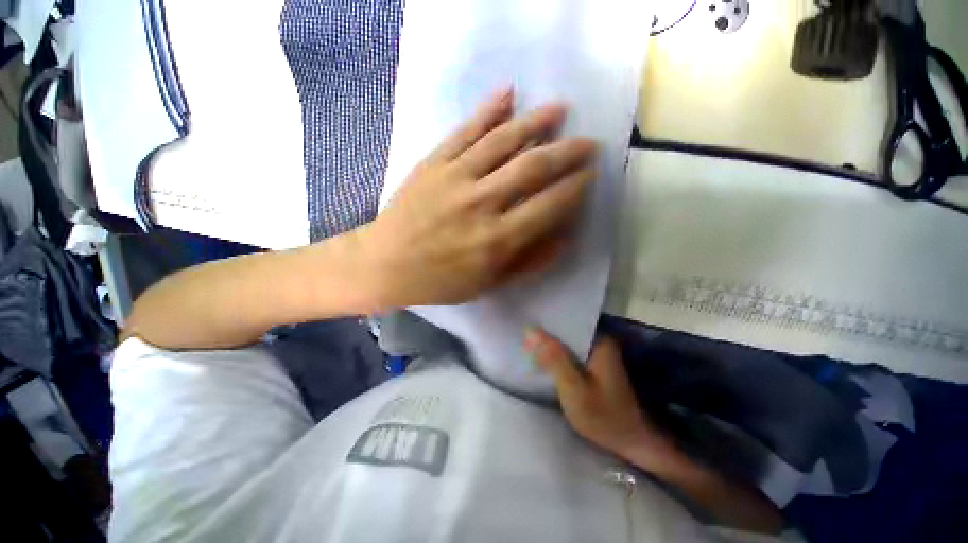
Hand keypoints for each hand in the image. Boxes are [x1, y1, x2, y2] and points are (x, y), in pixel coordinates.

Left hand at [361, 87, 597, 308]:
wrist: (386, 264)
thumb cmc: (441, 280)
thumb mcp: (489, 284)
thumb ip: (529, 261)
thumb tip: (564, 235)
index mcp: (497, 239)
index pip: (549, 205)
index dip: (575, 188)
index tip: (589, 175)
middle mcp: (482, 203)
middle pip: (533, 167)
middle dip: (567, 152)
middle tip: (587, 143)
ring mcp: (456, 177)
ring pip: (503, 141)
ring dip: (536, 122)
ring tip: (559, 109)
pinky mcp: (434, 163)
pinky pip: (465, 130)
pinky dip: (489, 109)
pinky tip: (509, 93)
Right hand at [525, 328, 672, 463]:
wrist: (632, 442)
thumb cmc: (603, 416)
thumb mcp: (574, 388)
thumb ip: (554, 358)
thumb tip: (531, 331)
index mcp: (599, 341)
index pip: (567, 320)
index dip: (545, 323)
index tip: (525, 327)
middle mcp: (601, 341)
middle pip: (567, 330)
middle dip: (545, 334)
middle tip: (523, 340)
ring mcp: (599, 353)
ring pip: (568, 341)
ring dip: (550, 345)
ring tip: (528, 346)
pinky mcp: (595, 364)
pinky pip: (571, 352)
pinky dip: (557, 355)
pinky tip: (544, 359)